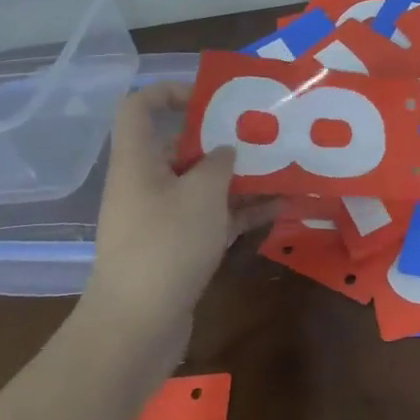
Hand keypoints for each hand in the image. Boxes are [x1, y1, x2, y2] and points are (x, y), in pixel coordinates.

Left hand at [80, 82, 274, 336]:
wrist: (136, 327)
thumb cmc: (166, 246)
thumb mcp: (201, 194)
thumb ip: (219, 163)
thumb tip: (225, 151)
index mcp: (138, 161)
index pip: (140, 108)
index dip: (170, 92)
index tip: (212, 98)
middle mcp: (145, 184)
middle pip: (181, 147)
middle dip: (223, 140)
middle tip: (265, 134)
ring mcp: (161, 219)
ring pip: (202, 186)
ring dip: (240, 178)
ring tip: (283, 168)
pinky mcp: (177, 249)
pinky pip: (211, 218)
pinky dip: (240, 212)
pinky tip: (279, 209)